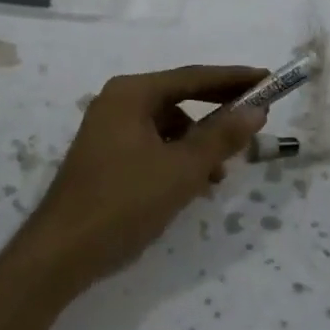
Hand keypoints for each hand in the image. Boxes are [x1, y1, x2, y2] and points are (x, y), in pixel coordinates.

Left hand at [21, 64, 267, 291]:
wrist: (61, 253)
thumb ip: (221, 137)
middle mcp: (117, 103)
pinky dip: (177, 159)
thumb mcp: (182, 169)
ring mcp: (109, 131)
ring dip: (198, 144)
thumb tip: (256, 109)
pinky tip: (192, 186)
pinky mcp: (107, 158)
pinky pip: (153, 146)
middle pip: (180, 98)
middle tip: (255, 119)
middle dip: (218, 113)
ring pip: (168, 127)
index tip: (268, 80)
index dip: (233, 79)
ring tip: (219, 174)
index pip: (193, 77)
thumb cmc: (124, 202)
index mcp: (131, 94)